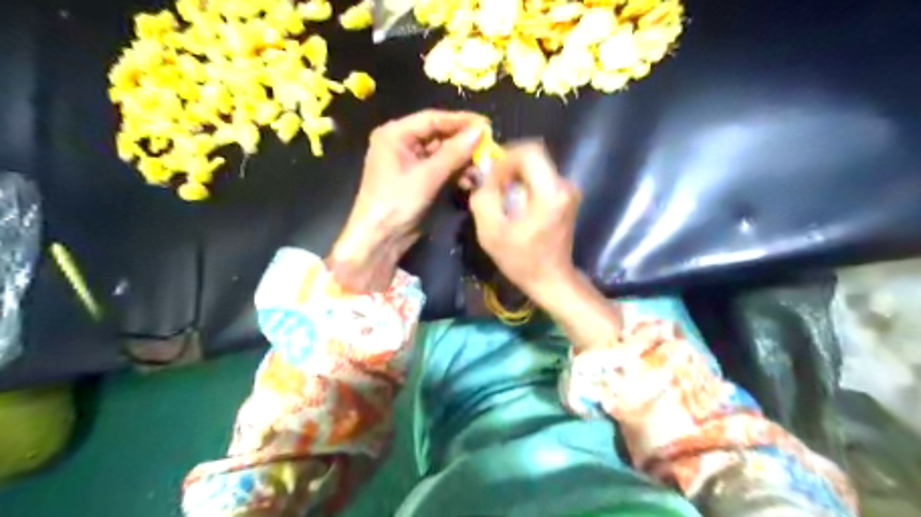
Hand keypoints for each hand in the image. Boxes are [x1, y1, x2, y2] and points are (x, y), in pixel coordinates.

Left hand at [327, 109, 483, 291]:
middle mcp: (402, 144)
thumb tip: (481, 130)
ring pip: (443, 154)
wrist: (380, 240)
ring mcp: (410, 163)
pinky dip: (455, 174)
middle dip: (463, 144)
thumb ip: (454, 152)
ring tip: (481, 169)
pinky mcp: (418, 181)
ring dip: (462, 162)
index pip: (432, 119)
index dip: (461, 121)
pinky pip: (441, 170)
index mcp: (395, 134)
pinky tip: (470, 182)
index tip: (487, 125)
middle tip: (489, 148)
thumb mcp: (427, 176)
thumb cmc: (397, 203)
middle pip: (439, 136)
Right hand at [470, 142, 577, 305]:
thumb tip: (482, 175)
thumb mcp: (491, 232)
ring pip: (535, 168)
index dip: (504, 158)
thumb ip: (483, 198)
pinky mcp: (564, 197)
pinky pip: (539, 179)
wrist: (551, 280)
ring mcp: (567, 191)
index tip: (489, 177)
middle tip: (489, 187)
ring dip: (513, 178)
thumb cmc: (521, 260)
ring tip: (498, 198)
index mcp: (550, 192)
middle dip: (506, 168)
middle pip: (532, 157)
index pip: (529, 151)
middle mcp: (564, 186)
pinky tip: (511, 205)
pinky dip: (522, 186)